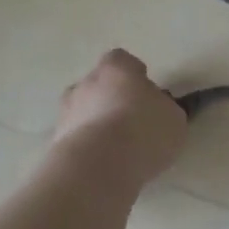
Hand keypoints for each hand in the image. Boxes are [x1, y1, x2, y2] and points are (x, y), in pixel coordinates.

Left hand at [51, 50, 186, 189]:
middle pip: (99, 85)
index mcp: (116, 68)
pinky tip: (102, 166)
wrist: (97, 168)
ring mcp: (66, 113)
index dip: (133, 75)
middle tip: (130, 123)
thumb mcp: (173, 118)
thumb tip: (160, 110)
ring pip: (83, 112)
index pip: (122, 60)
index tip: (144, 93)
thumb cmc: (142, 131)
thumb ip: (165, 109)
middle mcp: (86, 83)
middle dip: (111, 100)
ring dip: (96, 125)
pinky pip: (75, 140)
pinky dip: (87, 149)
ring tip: (115, 150)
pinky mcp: (55, 144)